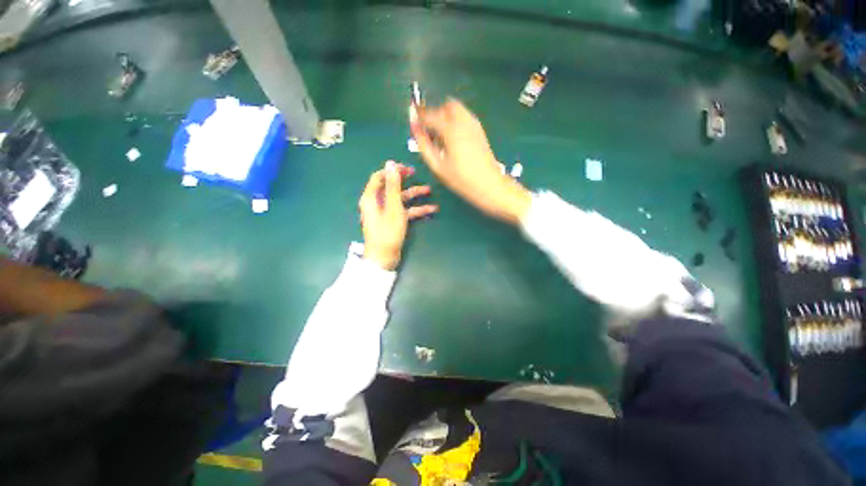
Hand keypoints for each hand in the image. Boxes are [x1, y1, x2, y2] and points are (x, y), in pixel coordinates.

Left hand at [359, 161, 437, 270]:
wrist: (384, 257)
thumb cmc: (387, 231)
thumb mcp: (393, 207)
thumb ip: (393, 185)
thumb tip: (390, 163)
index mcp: (371, 197)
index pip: (379, 176)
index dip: (392, 170)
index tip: (406, 168)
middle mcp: (376, 202)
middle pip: (391, 187)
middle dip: (404, 181)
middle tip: (416, 174)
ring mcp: (385, 212)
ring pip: (400, 199)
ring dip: (414, 195)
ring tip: (429, 190)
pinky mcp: (392, 220)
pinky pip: (404, 211)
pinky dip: (415, 209)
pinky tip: (431, 209)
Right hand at [411, 99, 530, 224]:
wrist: (490, 186)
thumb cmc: (461, 180)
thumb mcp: (438, 166)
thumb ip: (424, 145)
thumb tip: (414, 127)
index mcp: (451, 130)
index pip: (430, 114)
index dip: (419, 115)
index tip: (413, 121)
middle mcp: (463, 121)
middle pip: (446, 106)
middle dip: (436, 114)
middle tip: (430, 132)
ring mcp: (475, 125)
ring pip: (457, 109)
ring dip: (446, 117)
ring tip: (442, 138)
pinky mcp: (480, 131)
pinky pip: (465, 117)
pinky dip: (456, 122)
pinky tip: (453, 140)